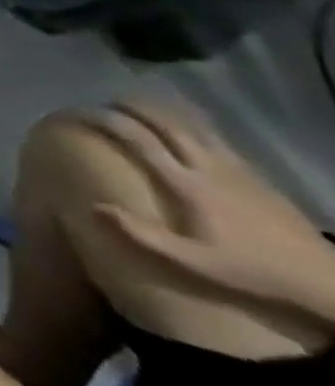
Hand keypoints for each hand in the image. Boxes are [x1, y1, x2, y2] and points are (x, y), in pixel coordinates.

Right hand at [85, 99, 334, 320]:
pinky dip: (189, 124)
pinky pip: (214, 138)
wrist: (326, 283)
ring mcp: (235, 169)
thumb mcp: (196, 264)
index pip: (138, 140)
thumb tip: (94, 206)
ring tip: (137, 105)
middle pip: (164, 123)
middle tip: (103, 102)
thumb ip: (144, 236)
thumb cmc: (252, 272)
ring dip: (160, 111)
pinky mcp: (255, 175)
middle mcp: (207, 167)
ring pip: (191, 126)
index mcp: (188, 184)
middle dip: (130, 107)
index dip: (105, 121)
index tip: (77, 113)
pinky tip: (184, 129)